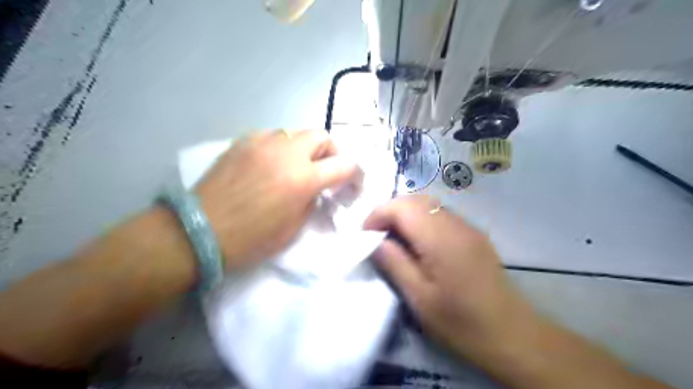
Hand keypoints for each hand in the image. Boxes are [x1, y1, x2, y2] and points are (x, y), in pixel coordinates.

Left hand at [194, 129, 357, 271]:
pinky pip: (271, 137)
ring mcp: (262, 143)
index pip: (345, 164)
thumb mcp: (293, 229)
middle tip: (324, 170)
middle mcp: (287, 153)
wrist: (198, 231)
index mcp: (304, 179)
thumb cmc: (249, 240)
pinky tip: (269, 164)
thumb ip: (311, 202)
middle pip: (322, 136)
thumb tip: (315, 188)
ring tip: (295, 166)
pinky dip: (279, 148)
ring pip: (295, 133)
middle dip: (330, 152)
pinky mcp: (242, 142)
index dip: (353, 173)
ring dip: (303, 148)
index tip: (350, 183)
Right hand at [365, 197, 528, 361]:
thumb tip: (375, 241)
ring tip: (394, 238)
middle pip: (415, 200)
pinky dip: (422, 220)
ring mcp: (468, 227)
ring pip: (428, 205)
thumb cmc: (462, 323)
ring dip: (406, 214)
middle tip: (376, 236)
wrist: (513, 335)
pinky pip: (441, 215)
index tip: (364, 235)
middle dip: (390, 212)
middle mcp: (455, 224)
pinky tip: (419, 243)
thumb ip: (394, 263)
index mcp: (440, 238)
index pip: (401, 207)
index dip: (378, 214)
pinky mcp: (474, 235)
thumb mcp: (419, 299)